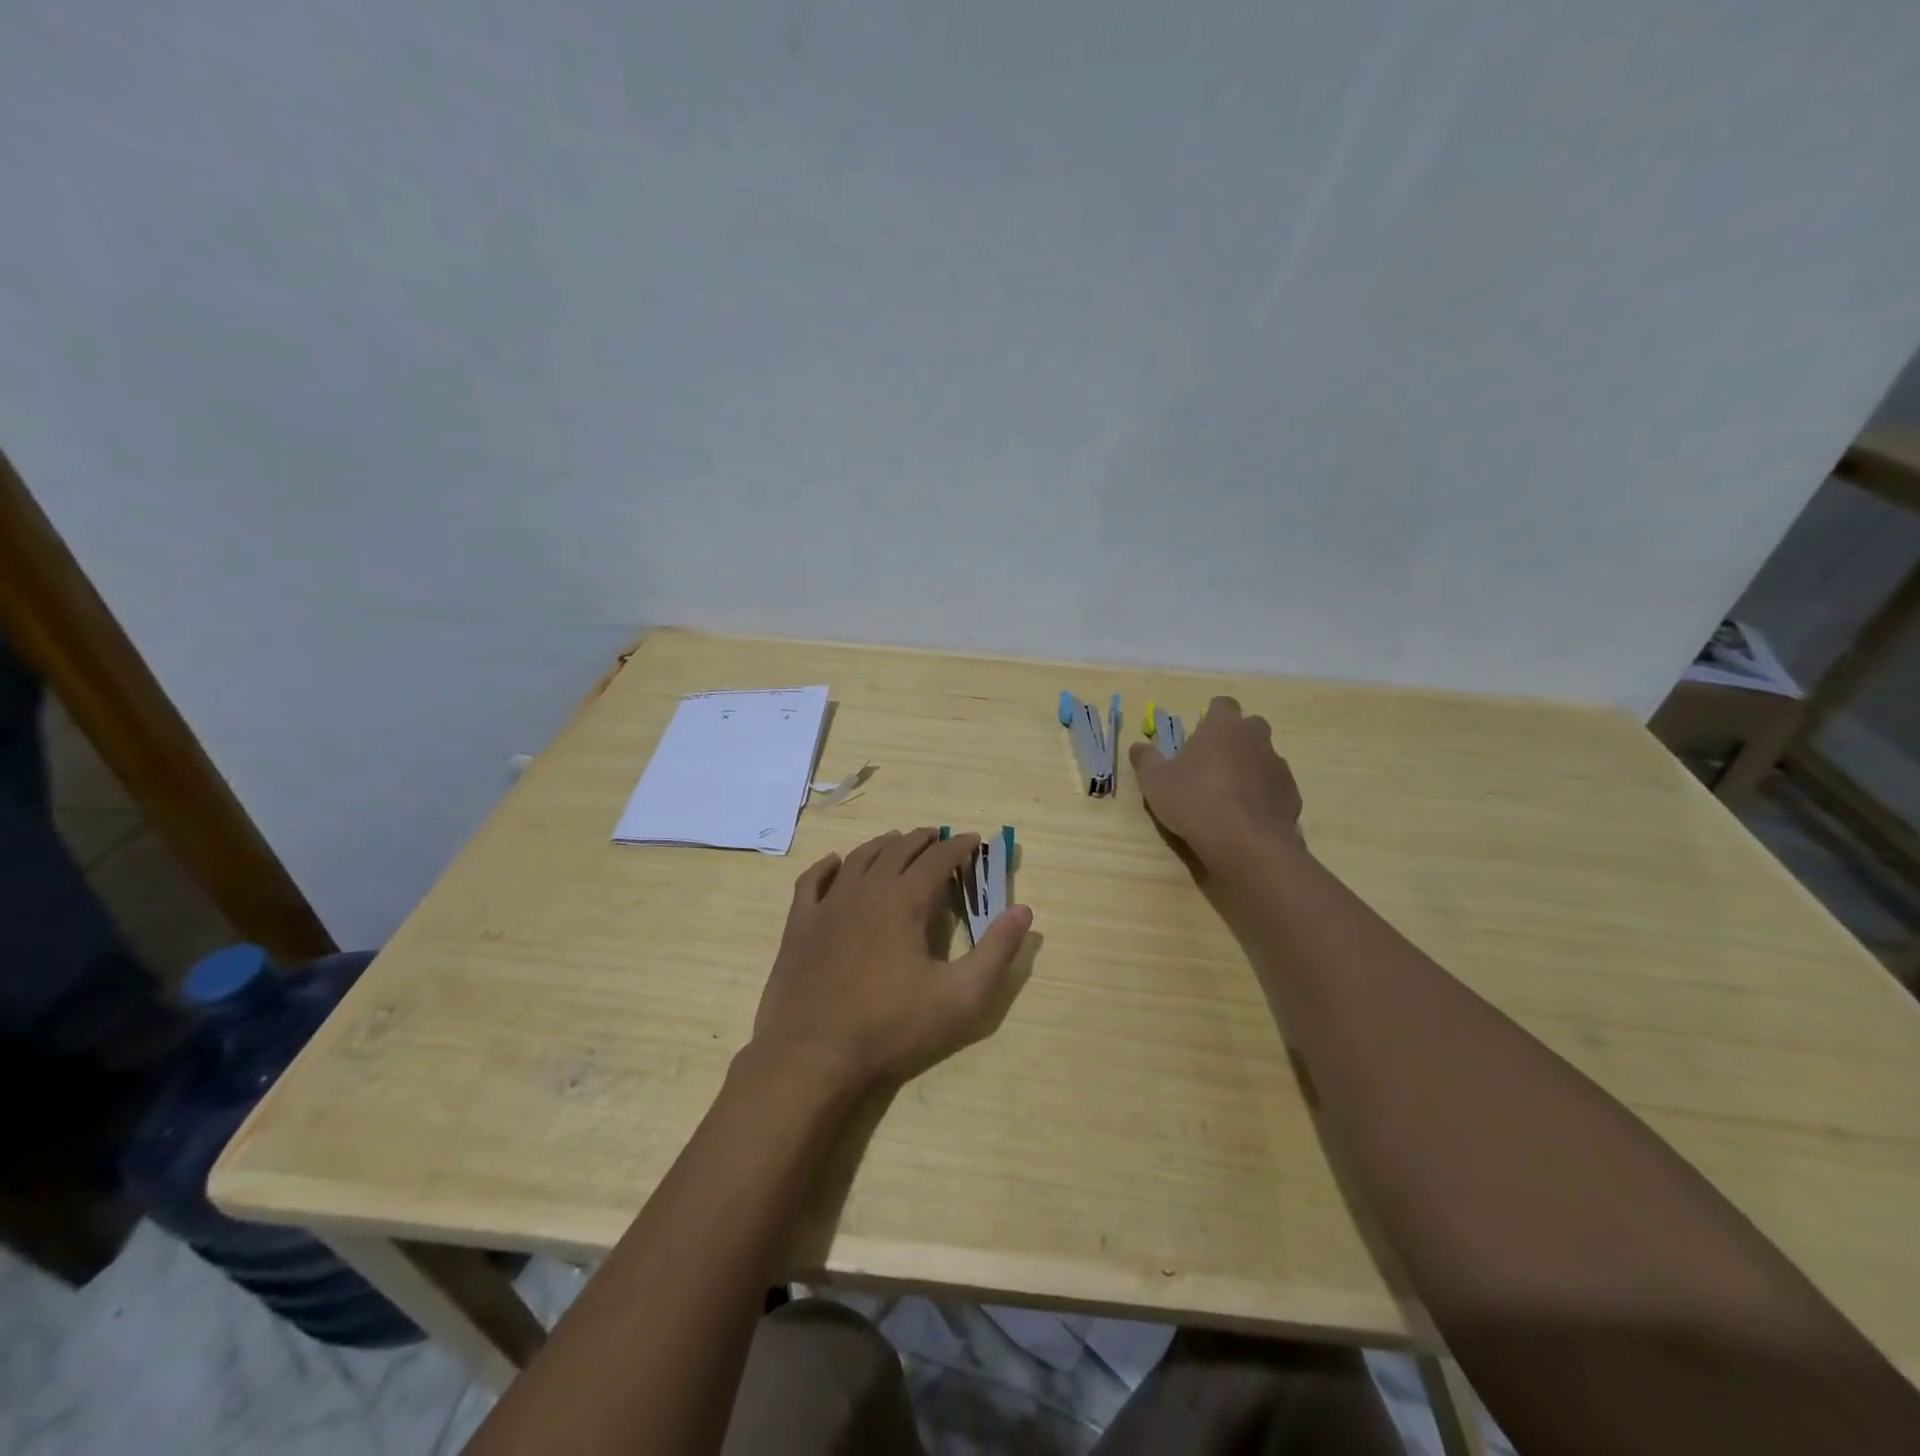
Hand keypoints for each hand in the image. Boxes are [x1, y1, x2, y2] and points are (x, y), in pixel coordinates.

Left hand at [750, 828, 1033, 1092]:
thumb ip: (997, 952)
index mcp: (905, 900)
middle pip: (897, 850)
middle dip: (922, 840)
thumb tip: (1023, 910)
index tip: (973, 840)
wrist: (813, 1054)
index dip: (958, 846)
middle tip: (937, 837)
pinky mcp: (799, 925)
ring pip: (858, 859)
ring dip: (882, 845)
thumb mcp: (960, 997)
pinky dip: (827, 866)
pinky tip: (835, 863)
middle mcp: (866, 890)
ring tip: (896, 842)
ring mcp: (828, 905)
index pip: (938, 859)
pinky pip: (812, 881)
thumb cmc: (892, 1026)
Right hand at [1129, 696, 1303, 862]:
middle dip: (1235, 738)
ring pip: (1264, 756)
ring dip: (1250, 767)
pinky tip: (1246, 814)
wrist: (1245, 843)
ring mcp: (1278, 766)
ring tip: (1229, 793)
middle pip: (1249, 726)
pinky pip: (1275, 786)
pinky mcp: (1291, 794)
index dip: (1212, 715)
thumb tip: (1138, 746)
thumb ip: (1146, 760)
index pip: (1223, 704)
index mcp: (1223, 727)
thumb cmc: (1194, 801)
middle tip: (1212, 761)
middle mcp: (1255, 738)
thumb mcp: (1155, 782)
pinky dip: (1263, 793)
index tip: (1200, 731)